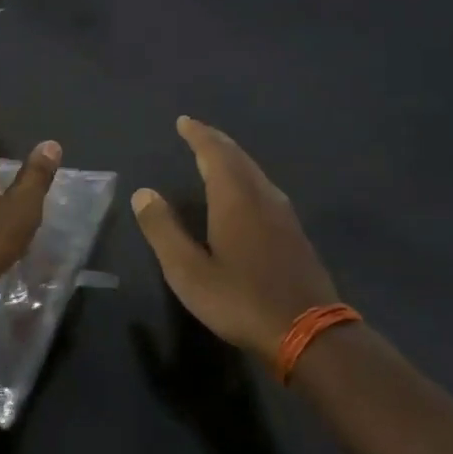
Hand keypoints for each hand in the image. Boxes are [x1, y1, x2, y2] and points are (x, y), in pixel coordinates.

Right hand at [131, 117, 338, 363]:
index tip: (184, 121)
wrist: (309, 332)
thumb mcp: (188, 271)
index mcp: (235, 198)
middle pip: (238, 157)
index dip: (198, 135)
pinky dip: (246, 178)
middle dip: (215, 142)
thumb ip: (164, 230)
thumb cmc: (240, 300)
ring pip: (254, 172)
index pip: (214, 153)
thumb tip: (143, 193)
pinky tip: (244, 194)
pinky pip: (264, 188)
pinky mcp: (294, 233)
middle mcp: (262, 196)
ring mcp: (283, 214)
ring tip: (215, 156)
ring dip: (233, 158)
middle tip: (197, 132)